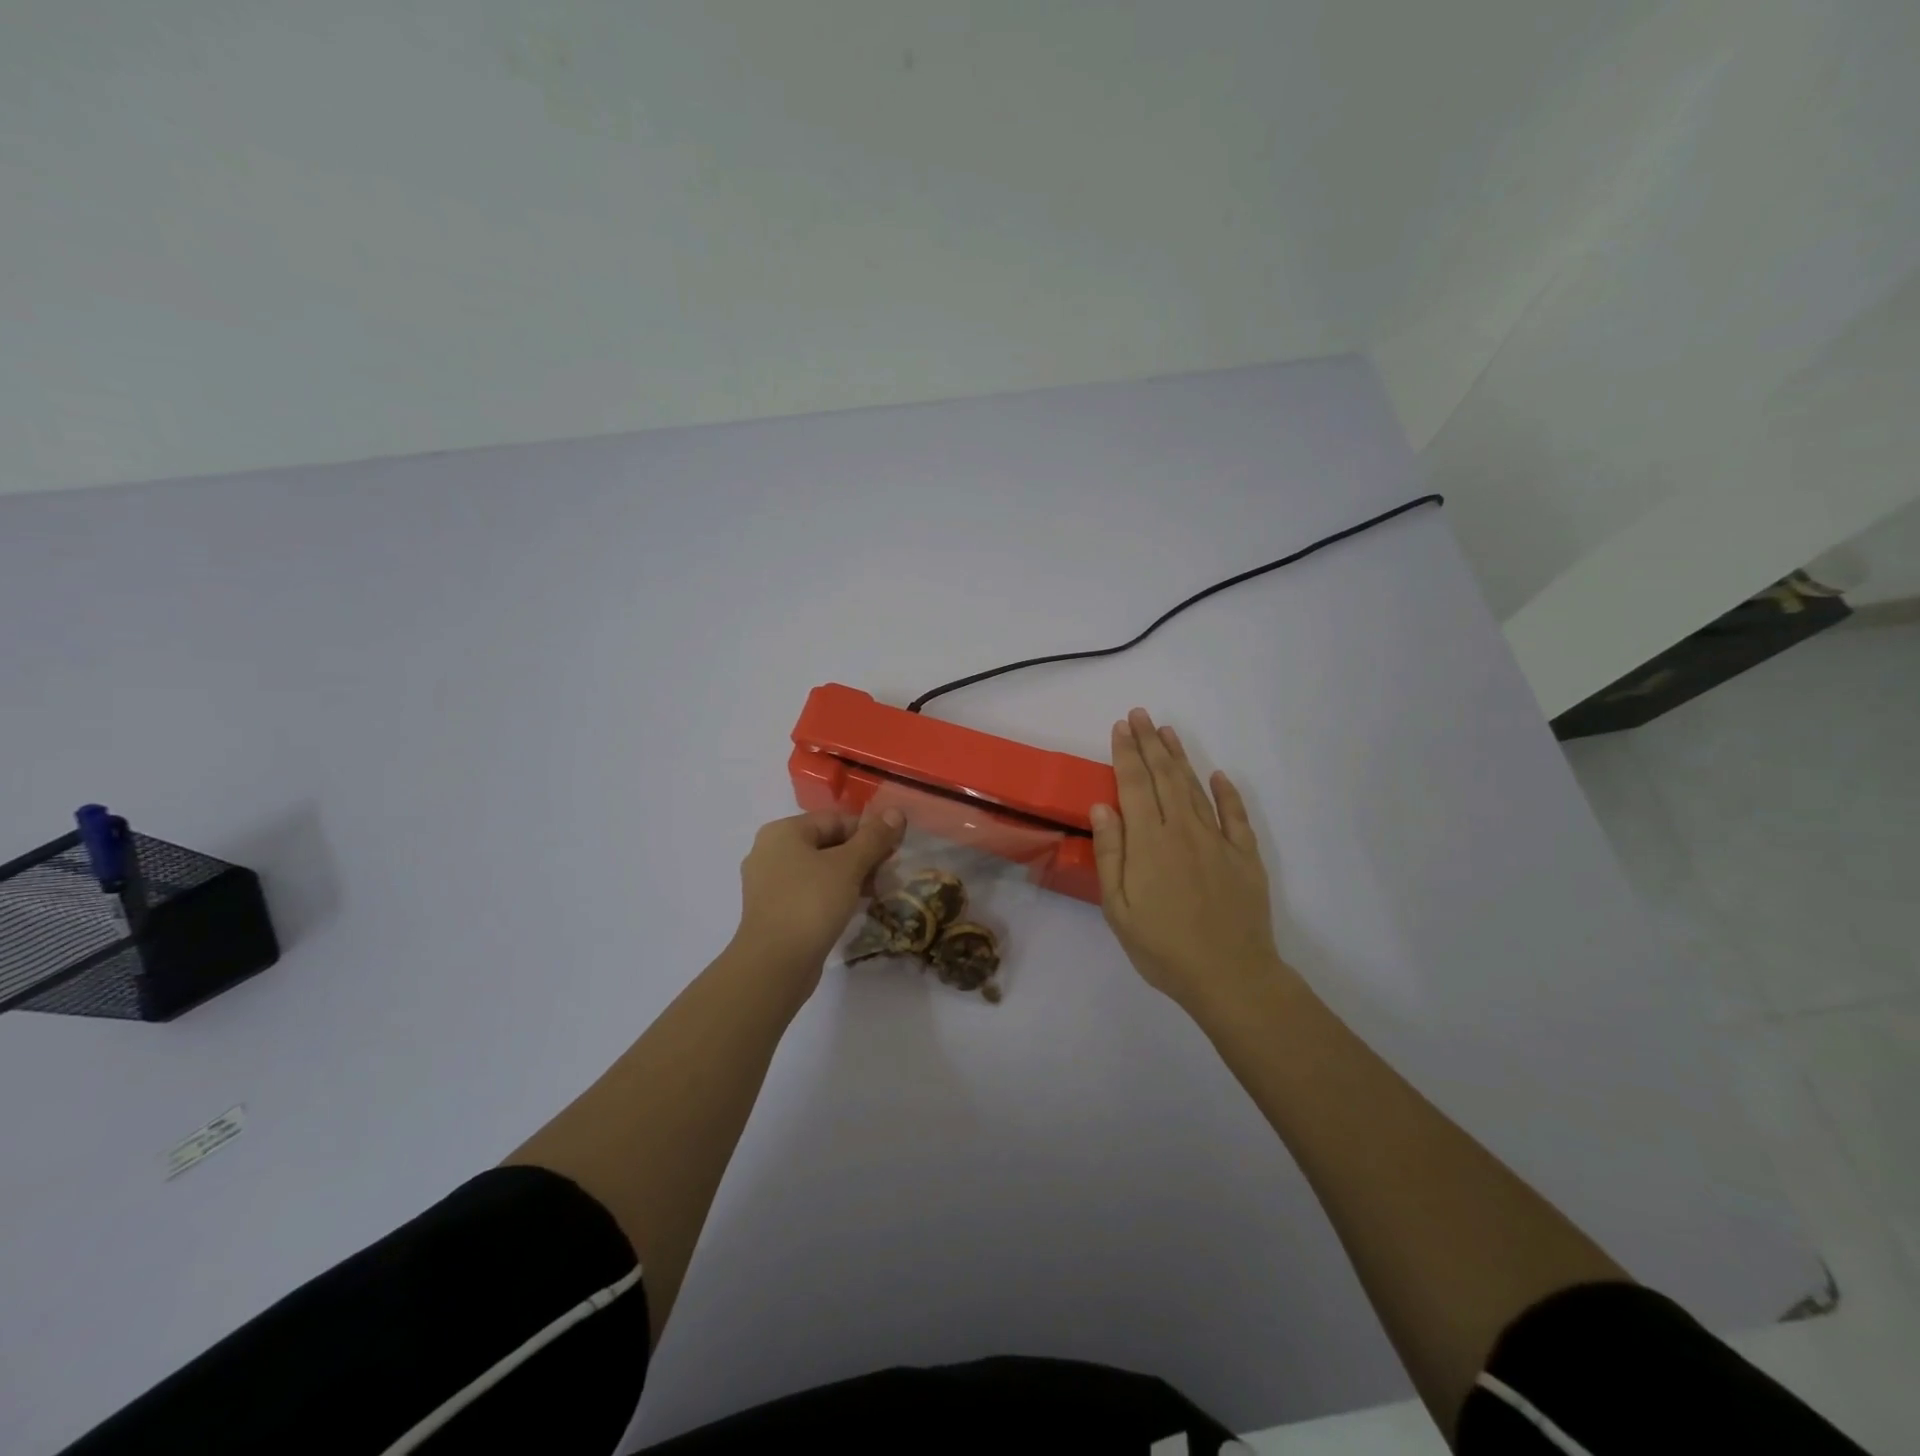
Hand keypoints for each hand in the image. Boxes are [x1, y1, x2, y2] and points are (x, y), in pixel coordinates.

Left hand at [732, 809, 905, 997]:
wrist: (774, 964)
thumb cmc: (811, 903)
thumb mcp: (849, 866)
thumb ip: (874, 838)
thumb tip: (897, 812)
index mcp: (783, 832)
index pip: (835, 819)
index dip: (868, 831)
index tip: (893, 850)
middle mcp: (770, 851)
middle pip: (826, 843)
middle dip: (860, 855)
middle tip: (888, 872)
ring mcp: (769, 883)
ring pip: (819, 869)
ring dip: (849, 876)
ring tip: (876, 890)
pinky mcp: (773, 910)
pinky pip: (809, 891)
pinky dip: (832, 894)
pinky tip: (853, 907)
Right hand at [1091, 708, 1288, 1010]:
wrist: (1230, 976)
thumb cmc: (1163, 947)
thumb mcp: (1119, 908)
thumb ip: (1111, 853)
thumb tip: (1103, 806)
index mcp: (1149, 841)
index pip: (1134, 784)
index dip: (1126, 753)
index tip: (1120, 727)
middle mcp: (1183, 829)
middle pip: (1164, 776)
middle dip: (1150, 742)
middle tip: (1141, 714)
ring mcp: (1218, 841)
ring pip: (1195, 788)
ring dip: (1180, 757)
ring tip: (1168, 732)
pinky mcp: (1245, 856)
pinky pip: (1235, 815)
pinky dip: (1226, 792)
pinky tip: (1218, 775)